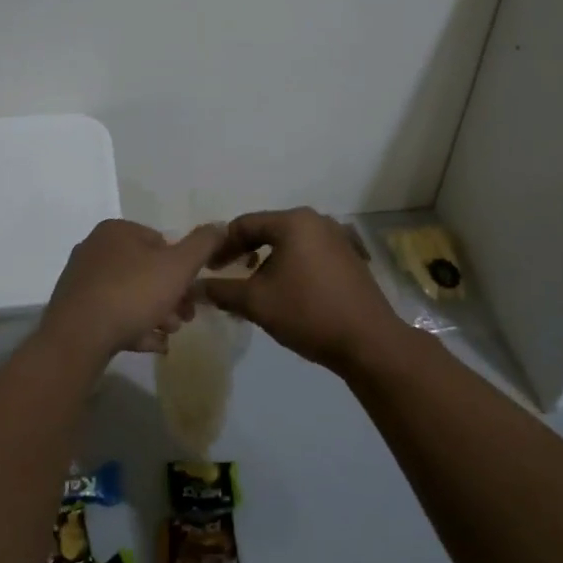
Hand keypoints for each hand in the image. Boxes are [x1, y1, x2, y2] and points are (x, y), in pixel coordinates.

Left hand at [43, 219, 226, 359]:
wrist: (78, 338)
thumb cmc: (133, 293)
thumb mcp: (179, 266)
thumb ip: (203, 244)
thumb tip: (220, 225)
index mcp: (117, 230)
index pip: (160, 241)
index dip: (182, 268)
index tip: (193, 293)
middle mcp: (95, 249)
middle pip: (145, 270)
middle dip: (170, 295)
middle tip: (185, 318)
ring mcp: (81, 280)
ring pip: (130, 294)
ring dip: (154, 313)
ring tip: (168, 334)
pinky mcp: (73, 309)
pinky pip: (111, 314)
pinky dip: (133, 326)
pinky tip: (151, 345)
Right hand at [203, 208, 405, 373]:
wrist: (368, 341)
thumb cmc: (308, 313)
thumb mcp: (257, 302)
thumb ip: (222, 291)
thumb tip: (194, 287)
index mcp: (294, 222)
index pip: (245, 224)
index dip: (221, 246)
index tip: (208, 269)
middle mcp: (317, 221)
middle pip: (269, 230)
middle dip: (245, 253)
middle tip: (227, 275)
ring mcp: (338, 238)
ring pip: (290, 244)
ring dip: (268, 262)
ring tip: (255, 288)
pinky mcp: (350, 258)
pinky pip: (310, 254)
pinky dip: (291, 267)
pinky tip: (287, 293)